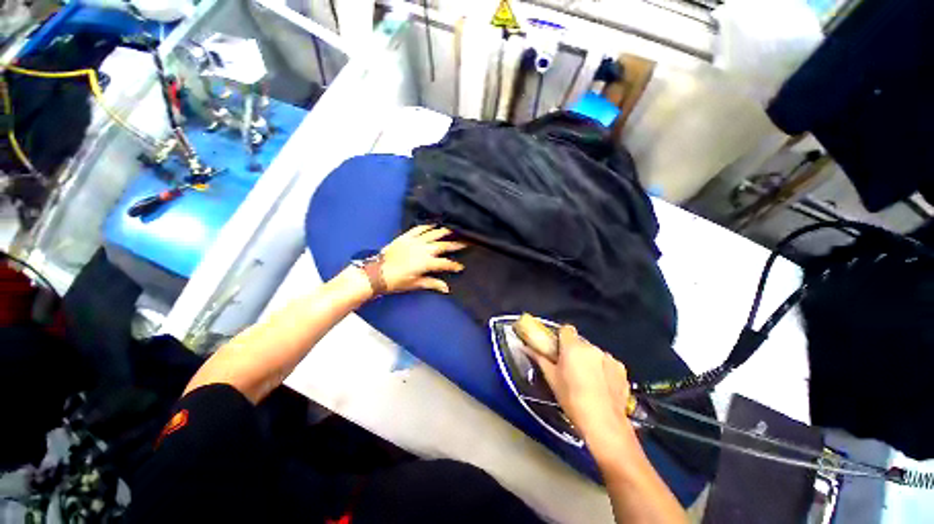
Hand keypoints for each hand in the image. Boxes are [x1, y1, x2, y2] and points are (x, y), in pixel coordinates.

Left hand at [379, 224, 466, 293]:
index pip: (445, 263)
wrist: (377, 273)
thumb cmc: (397, 281)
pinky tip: (433, 224)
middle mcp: (423, 250)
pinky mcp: (406, 237)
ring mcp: (414, 241)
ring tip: (452, 230)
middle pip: (443, 246)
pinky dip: (426, 226)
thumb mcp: (415, 284)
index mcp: (427, 263)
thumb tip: (446, 288)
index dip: (454, 265)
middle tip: (465, 242)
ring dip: (443, 232)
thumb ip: (432, 283)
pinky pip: (418, 229)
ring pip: (433, 234)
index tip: (461, 266)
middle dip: (455, 244)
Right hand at [525, 325, 633, 447]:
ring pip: (593, 353)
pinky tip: (601, 386)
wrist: (604, 422)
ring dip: (589, 360)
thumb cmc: (571, 399)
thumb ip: (539, 358)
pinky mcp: (621, 369)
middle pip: (580, 342)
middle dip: (575, 351)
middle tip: (570, 368)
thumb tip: (526, 346)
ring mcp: (608, 357)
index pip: (566, 329)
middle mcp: (592, 347)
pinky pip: (607, 363)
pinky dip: (603, 369)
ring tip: (587, 380)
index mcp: (573, 347)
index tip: (558, 349)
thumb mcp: (551, 378)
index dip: (561, 337)